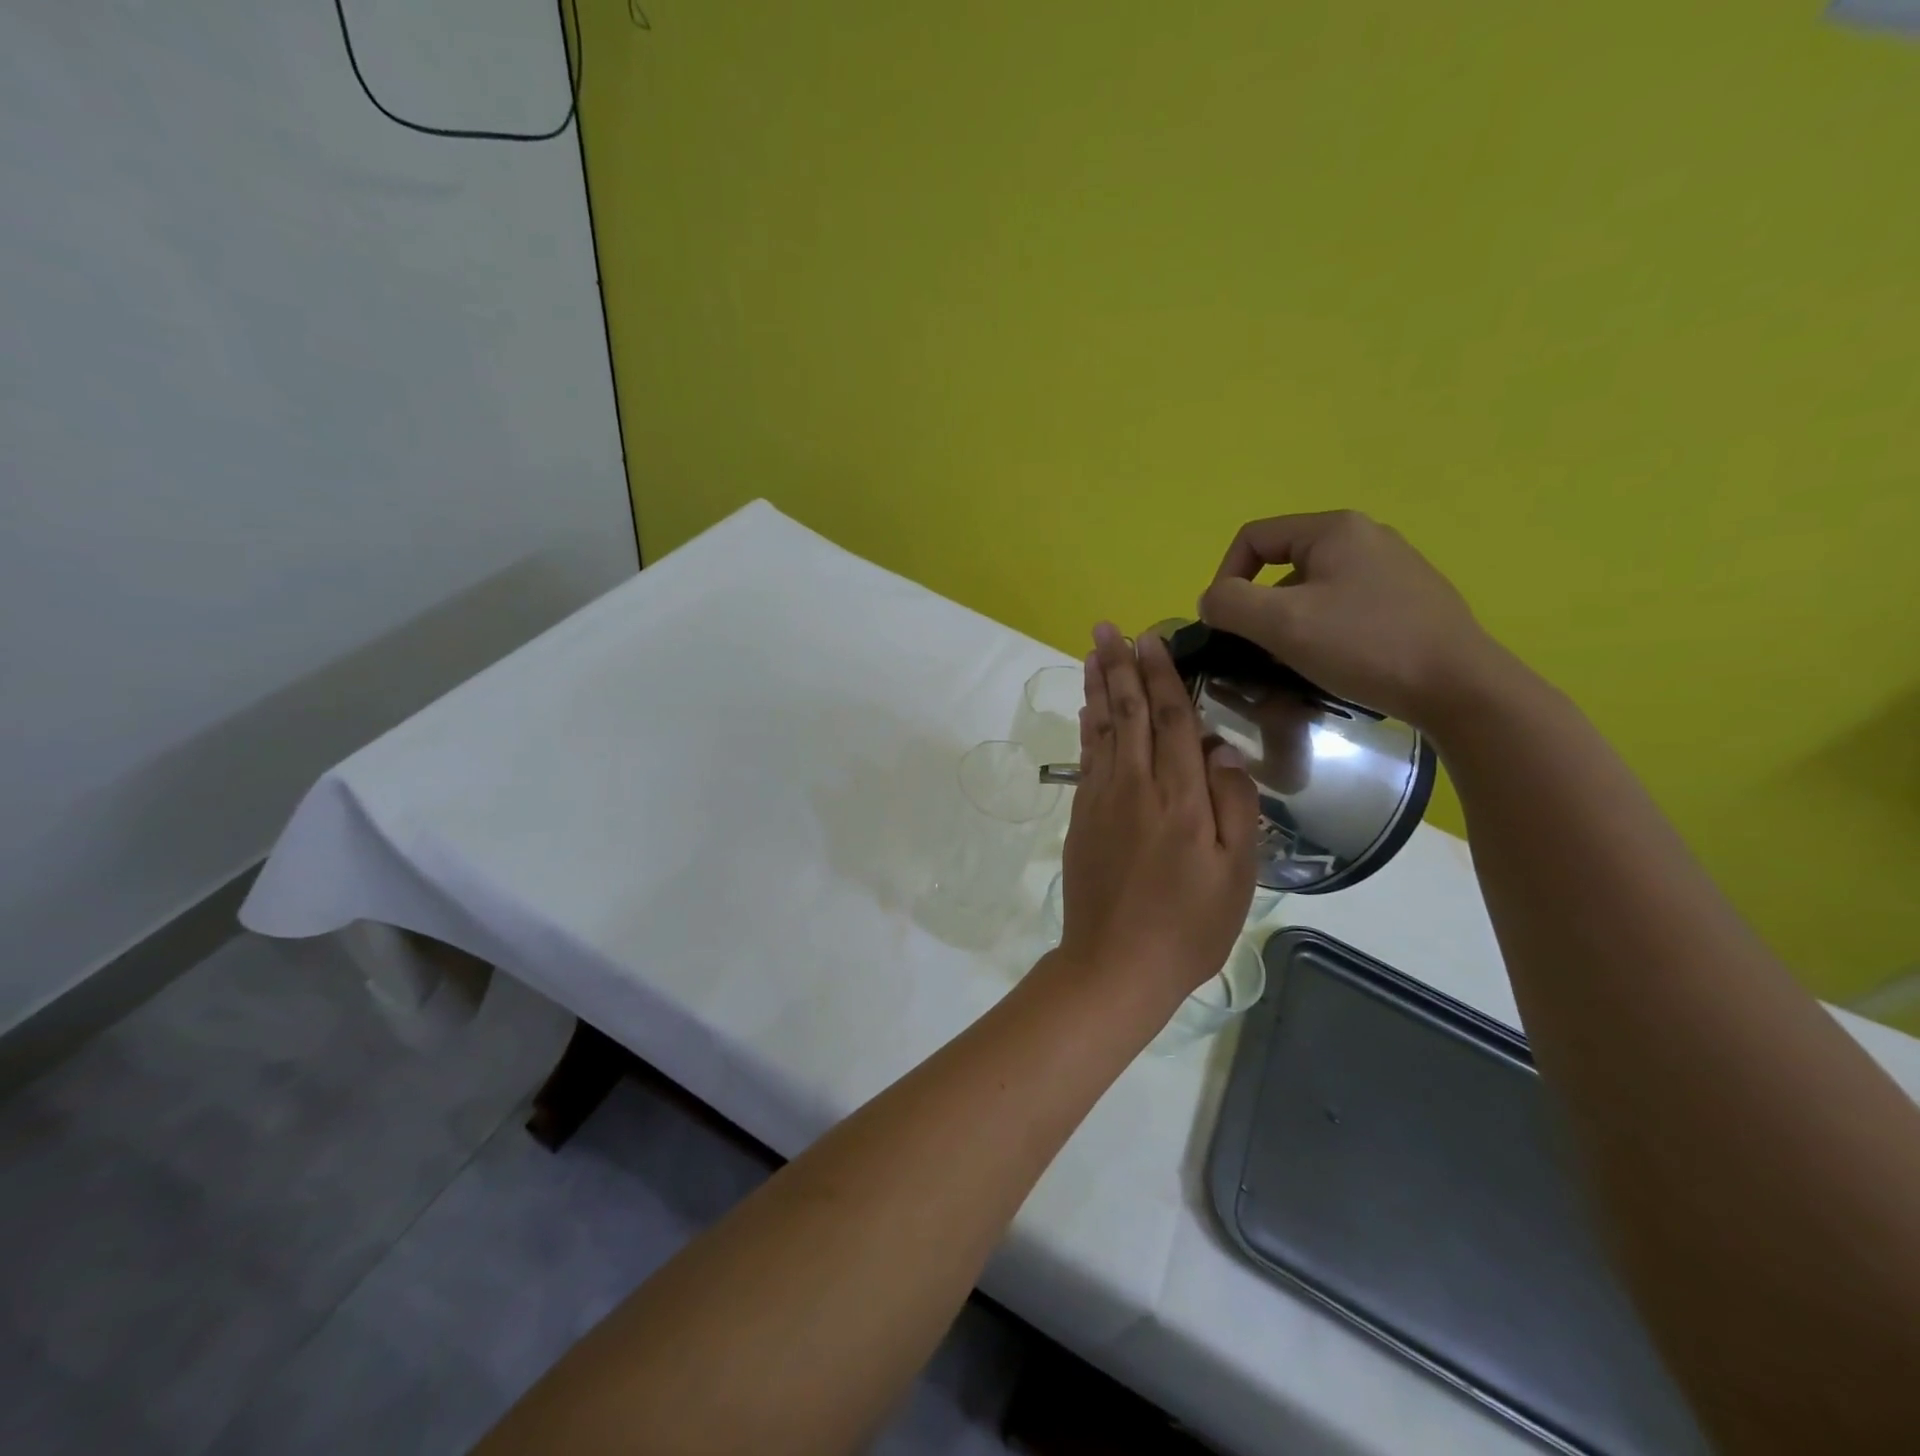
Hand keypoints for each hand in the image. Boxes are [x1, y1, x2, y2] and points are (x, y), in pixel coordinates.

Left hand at [1058, 623, 1259, 1002]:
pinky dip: (1087, 728)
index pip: (1171, 720)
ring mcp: (1102, 800)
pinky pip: (1087, 759)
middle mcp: (1135, 787)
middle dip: (1119, 667)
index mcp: (1180, 797)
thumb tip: (1222, 751)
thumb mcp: (1237, 875)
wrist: (1116, 964)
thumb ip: (1234, 806)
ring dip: (1098, 687)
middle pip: (1129, 713)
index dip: (1161, 676)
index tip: (1150, 639)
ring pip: (1102, 730)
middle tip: (1107, 627)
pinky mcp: (1082, 818)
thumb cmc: (1188, 925)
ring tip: (1093, 653)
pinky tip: (1088, 711)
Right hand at [1198, 510, 1502, 729]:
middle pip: (1283, 564)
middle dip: (1260, 606)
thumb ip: (1231, 604)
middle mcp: (1366, 537)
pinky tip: (1331, 663)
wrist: (1459, 687)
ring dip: (1289, 622)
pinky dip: (1322, 630)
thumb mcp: (1283, 623)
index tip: (1223, 623)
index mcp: (1334, 529)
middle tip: (1258, 649)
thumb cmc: (1364, 645)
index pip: (1253, 538)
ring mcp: (1392, 568)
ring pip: (1313, 589)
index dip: (1225, 577)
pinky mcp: (1408, 600)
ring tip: (1293, 662)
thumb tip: (1210, 600)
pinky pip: (1343, 606)